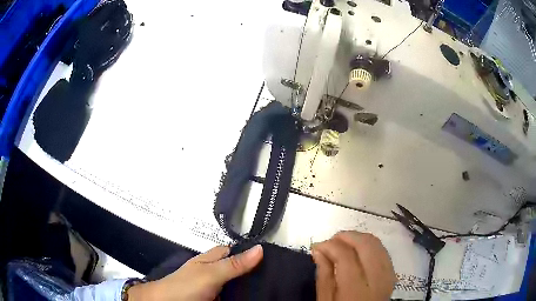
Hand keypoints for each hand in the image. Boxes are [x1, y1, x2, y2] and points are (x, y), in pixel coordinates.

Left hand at [128, 244, 262, 300]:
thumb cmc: (184, 287)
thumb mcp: (211, 274)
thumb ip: (234, 264)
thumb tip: (259, 248)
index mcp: (214, 259)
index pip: (238, 251)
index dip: (254, 253)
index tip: (275, 258)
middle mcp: (217, 272)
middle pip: (241, 270)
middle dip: (257, 273)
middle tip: (278, 277)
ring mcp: (217, 287)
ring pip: (239, 285)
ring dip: (252, 288)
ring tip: (274, 289)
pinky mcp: (218, 299)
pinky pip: (235, 297)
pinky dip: (244, 297)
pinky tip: (255, 299)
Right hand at [312, 231, 395, 300]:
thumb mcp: (325, 300)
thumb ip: (323, 274)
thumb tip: (318, 250)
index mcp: (356, 290)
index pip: (346, 256)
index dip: (330, 245)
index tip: (318, 245)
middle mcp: (377, 280)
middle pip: (366, 245)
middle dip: (346, 236)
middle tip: (330, 241)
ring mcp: (388, 276)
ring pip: (377, 244)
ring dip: (358, 238)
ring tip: (342, 244)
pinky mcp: (392, 275)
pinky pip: (383, 251)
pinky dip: (369, 245)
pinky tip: (358, 250)